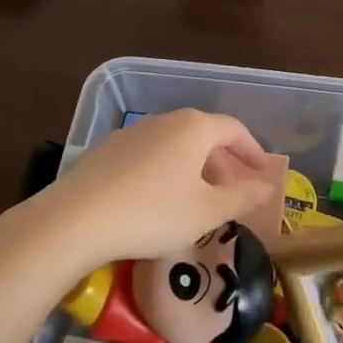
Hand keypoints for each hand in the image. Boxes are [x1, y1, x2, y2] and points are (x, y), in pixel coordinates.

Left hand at [28, 109, 273, 275]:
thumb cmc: (154, 213)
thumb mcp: (207, 212)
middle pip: (202, 135)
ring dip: (191, 168)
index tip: (262, 171)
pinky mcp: (104, 152)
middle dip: (221, 162)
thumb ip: (242, 197)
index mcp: (194, 128)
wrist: (74, 221)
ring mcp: (130, 134)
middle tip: (230, 191)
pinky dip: (162, 173)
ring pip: (173, 146)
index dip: (252, 150)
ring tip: (194, 199)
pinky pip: (146, 157)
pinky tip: (155, 202)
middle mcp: (163, 121)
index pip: (234, 130)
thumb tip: (268, 187)